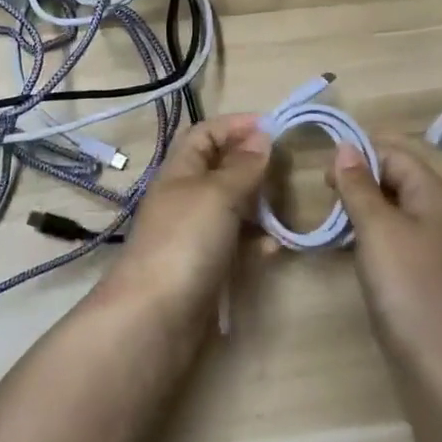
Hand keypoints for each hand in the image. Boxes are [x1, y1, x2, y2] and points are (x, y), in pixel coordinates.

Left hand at [99, 114, 272, 327]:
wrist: (155, 317)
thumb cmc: (185, 241)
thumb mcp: (217, 194)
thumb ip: (242, 166)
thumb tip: (261, 136)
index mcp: (179, 170)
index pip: (204, 133)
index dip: (235, 125)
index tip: (274, 127)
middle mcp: (184, 197)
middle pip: (219, 169)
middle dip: (252, 164)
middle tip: (286, 168)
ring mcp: (193, 233)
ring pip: (231, 207)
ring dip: (258, 204)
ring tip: (286, 206)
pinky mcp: (204, 266)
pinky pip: (234, 243)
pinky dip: (255, 241)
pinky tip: (273, 248)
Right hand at [328, 138, 441, 370]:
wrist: (441, 363)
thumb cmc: (408, 285)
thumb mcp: (376, 228)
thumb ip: (358, 185)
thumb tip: (344, 147)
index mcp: (438, 192)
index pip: (397, 152)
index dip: (360, 154)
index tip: (324, 176)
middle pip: (409, 170)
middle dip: (373, 168)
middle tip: (337, 182)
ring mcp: (440, 241)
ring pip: (406, 200)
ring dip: (375, 196)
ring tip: (342, 207)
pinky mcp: (430, 267)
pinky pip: (405, 228)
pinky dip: (381, 223)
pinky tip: (359, 238)